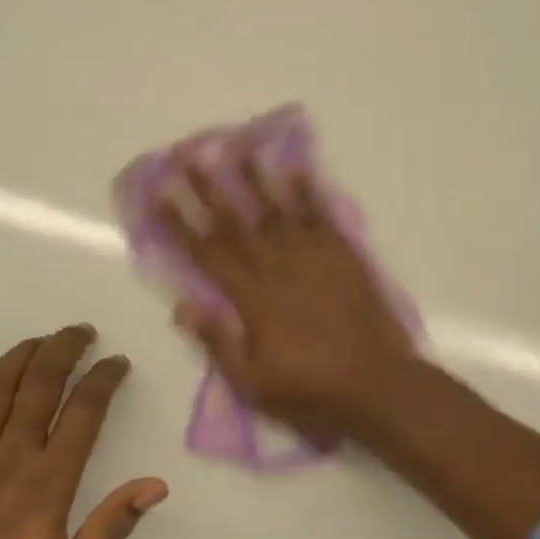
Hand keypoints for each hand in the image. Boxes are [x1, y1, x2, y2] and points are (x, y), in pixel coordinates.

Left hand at [0, 325, 167, 538]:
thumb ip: (110, 530)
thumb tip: (156, 485)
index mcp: (46, 483)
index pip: (83, 411)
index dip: (104, 378)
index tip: (118, 363)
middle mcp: (8, 456)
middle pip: (40, 381)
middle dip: (66, 347)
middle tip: (85, 331)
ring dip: (25, 352)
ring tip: (47, 340)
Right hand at [157, 157, 419, 444]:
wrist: (379, 386)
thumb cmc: (312, 391)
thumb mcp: (254, 384)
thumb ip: (219, 342)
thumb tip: (182, 306)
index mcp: (252, 299)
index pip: (207, 254)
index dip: (180, 225)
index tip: (159, 196)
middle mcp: (278, 267)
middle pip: (237, 222)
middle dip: (209, 188)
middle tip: (189, 155)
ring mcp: (313, 257)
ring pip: (277, 209)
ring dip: (255, 178)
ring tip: (237, 147)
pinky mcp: (344, 255)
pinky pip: (322, 215)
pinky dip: (308, 190)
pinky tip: (295, 168)